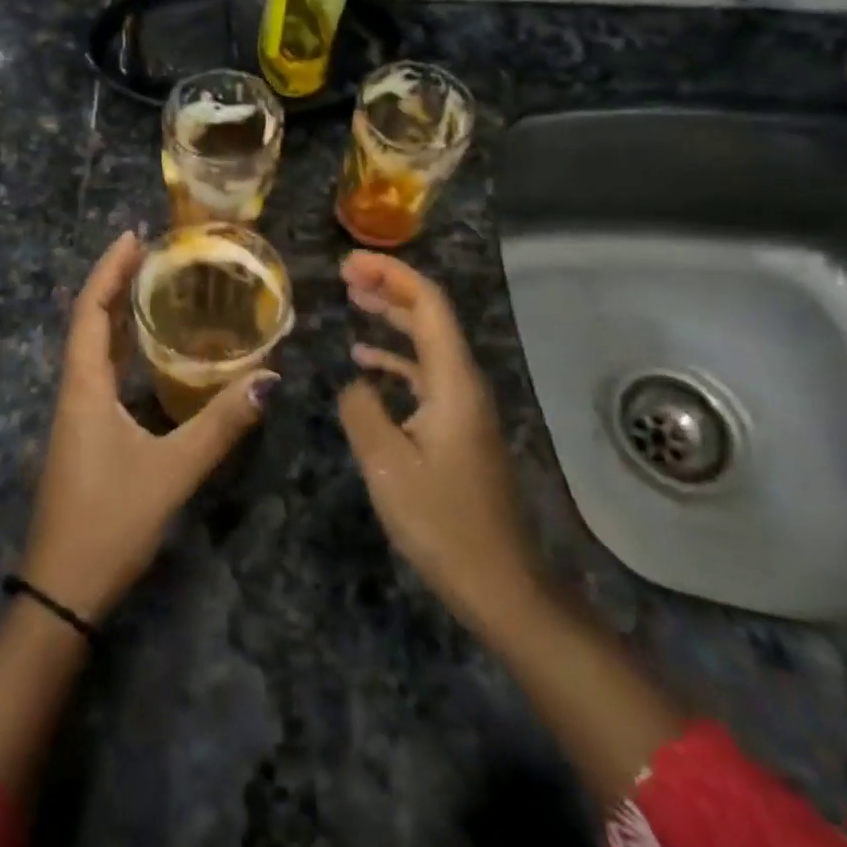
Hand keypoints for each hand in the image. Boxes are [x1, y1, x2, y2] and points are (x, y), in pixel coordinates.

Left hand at [19, 231, 274, 622]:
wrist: (62, 593)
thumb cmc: (109, 523)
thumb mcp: (171, 472)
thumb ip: (220, 425)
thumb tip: (270, 377)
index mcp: (84, 388)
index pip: (89, 311)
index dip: (109, 270)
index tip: (133, 236)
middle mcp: (75, 392)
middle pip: (88, 322)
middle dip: (116, 283)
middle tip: (153, 253)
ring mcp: (77, 416)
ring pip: (93, 349)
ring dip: (117, 313)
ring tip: (154, 286)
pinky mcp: (84, 435)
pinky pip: (102, 373)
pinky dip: (122, 348)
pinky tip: (150, 352)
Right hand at [338, 251, 538, 637]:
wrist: (500, 584)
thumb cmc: (443, 523)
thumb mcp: (387, 465)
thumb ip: (363, 410)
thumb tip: (354, 382)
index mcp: (453, 382)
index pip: (428, 304)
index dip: (391, 274)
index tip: (350, 263)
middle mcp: (464, 383)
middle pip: (430, 316)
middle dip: (390, 287)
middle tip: (345, 273)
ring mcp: (463, 406)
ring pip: (427, 343)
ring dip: (392, 318)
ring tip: (353, 300)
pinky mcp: (458, 428)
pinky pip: (425, 375)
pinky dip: (395, 359)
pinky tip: (365, 364)